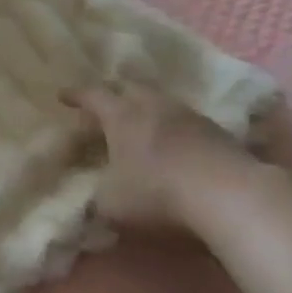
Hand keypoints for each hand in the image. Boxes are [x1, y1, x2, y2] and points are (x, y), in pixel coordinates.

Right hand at [72, 82, 265, 232]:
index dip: (76, 95)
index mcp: (121, 114)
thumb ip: (97, 197)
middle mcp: (152, 104)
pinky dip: (175, 127)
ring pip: (161, 101)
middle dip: (114, 93)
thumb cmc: (158, 193)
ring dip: (148, 108)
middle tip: (106, 104)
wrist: (228, 194)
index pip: (92, 95)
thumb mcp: (112, 204)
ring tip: (142, 122)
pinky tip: (176, 143)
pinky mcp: (217, 132)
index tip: (63, 96)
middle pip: (129, 87)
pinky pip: (186, 120)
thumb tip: (93, 196)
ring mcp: (188, 114)